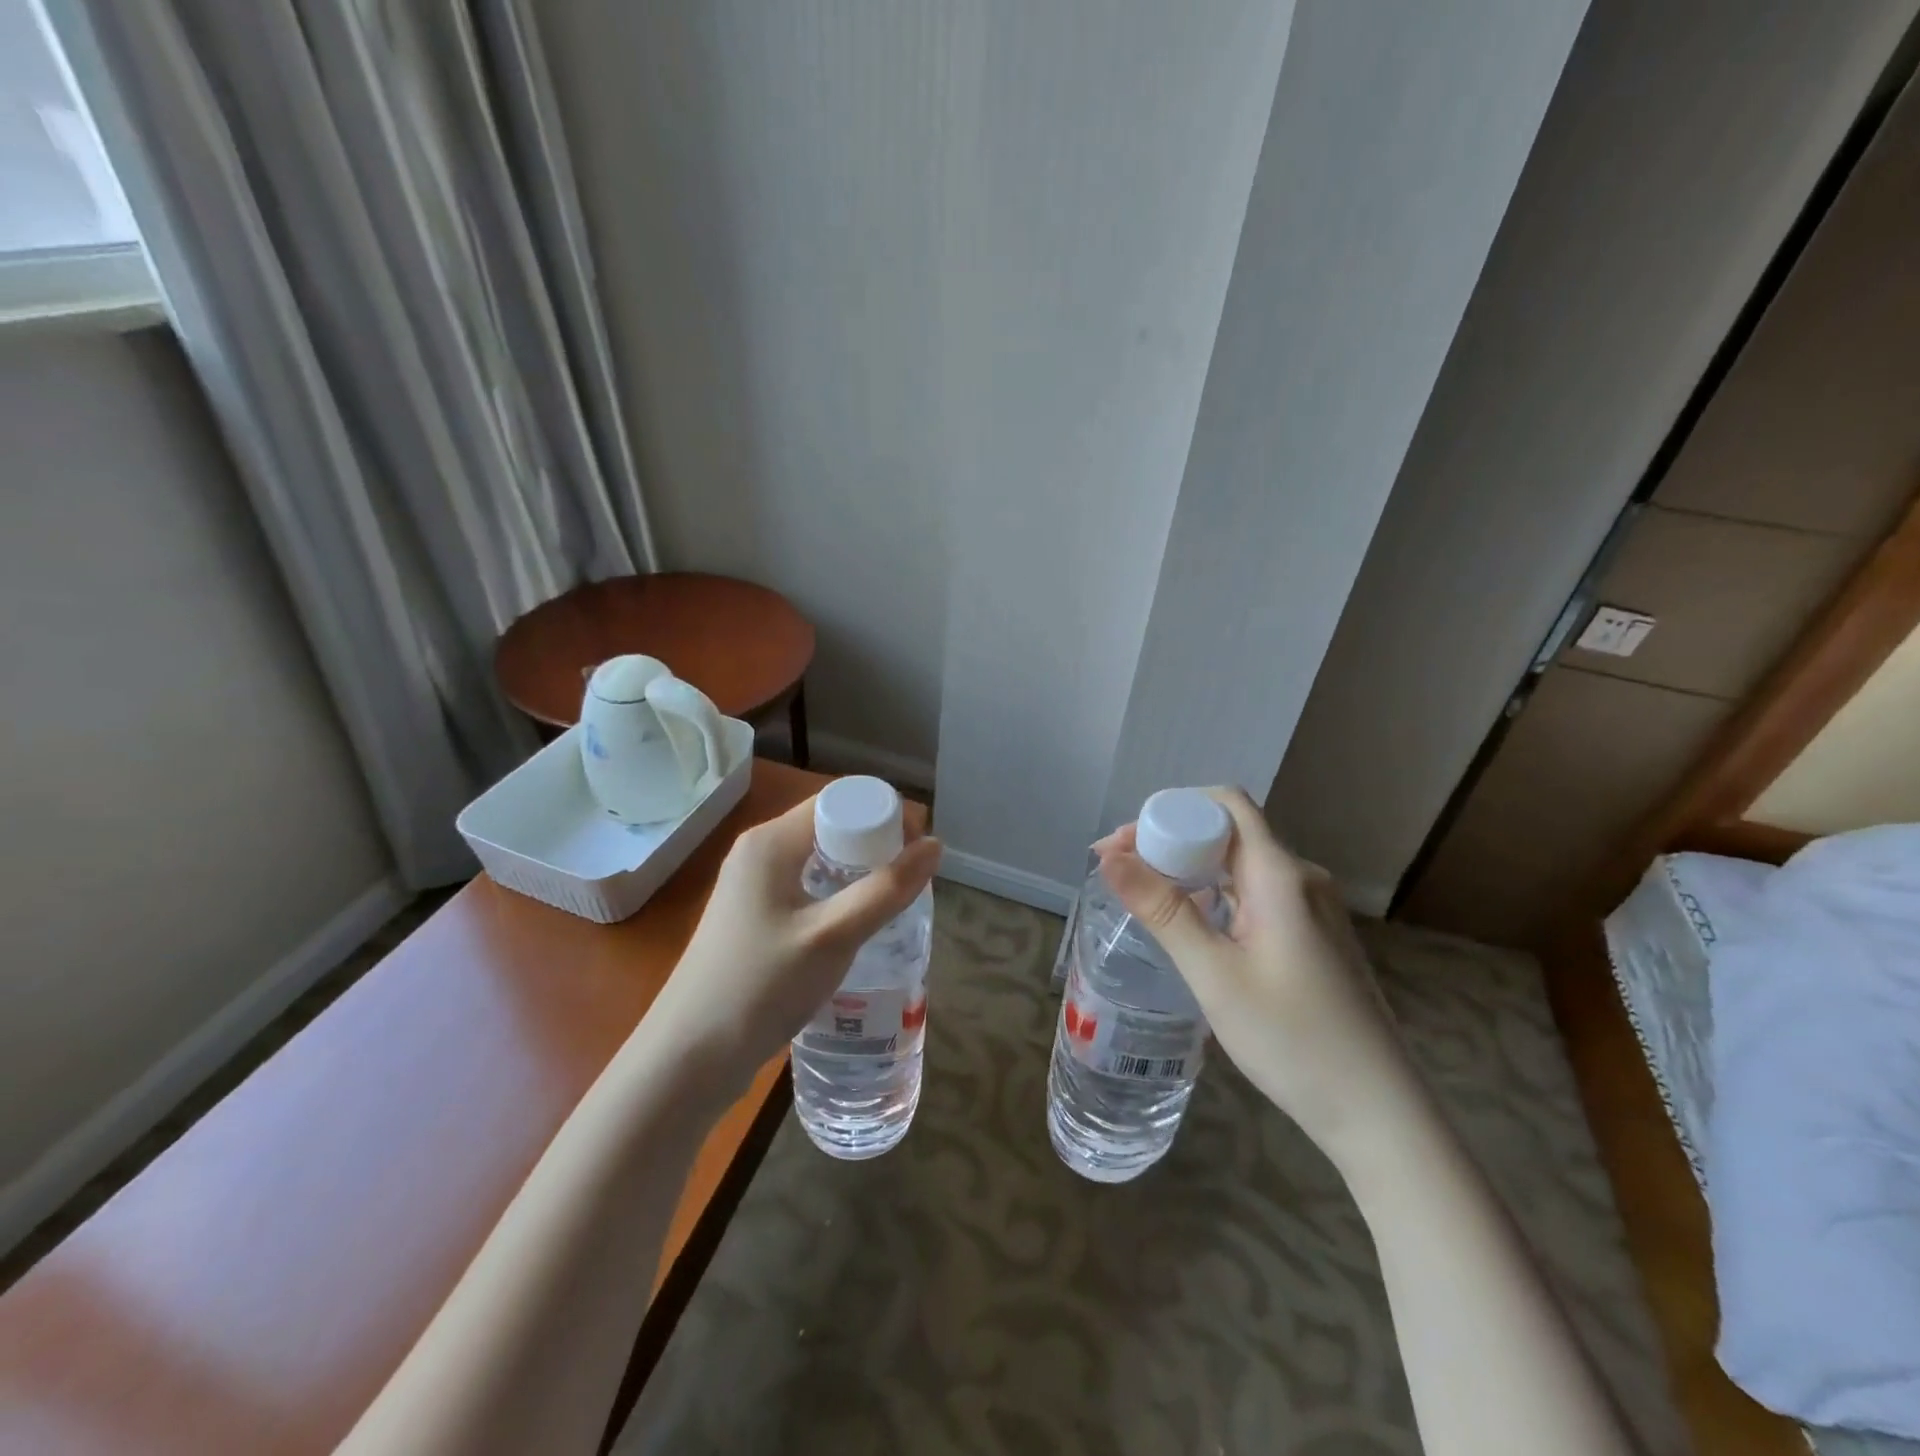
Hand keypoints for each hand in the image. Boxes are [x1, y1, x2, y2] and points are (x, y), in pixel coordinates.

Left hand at [645, 794, 941, 1096]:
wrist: (687, 1058)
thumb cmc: (761, 986)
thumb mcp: (833, 936)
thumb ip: (887, 890)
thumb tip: (936, 846)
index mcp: (771, 841)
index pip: (839, 801)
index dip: (885, 813)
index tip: (921, 845)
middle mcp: (759, 852)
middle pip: (831, 826)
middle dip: (877, 843)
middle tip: (914, 877)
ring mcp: (752, 886)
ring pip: (820, 860)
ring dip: (860, 871)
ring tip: (896, 900)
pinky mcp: (753, 917)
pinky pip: (806, 887)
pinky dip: (838, 894)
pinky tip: (858, 925)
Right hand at [1094, 788, 1421, 1155]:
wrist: (1378, 1112)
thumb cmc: (1292, 1040)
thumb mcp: (1215, 975)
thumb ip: (1162, 911)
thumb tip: (1110, 858)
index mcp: (1281, 876)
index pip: (1225, 805)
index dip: (1171, 810)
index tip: (1124, 842)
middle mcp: (1301, 878)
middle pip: (1229, 831)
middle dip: (1171, 839)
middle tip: (1119, 869)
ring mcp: (1312, 907)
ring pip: (1241, 864)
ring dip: (1191, 868)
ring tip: (1144, 894)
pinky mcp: (1313, 934)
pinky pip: (1256, 893)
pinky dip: (1216, 894)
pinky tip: (1191, 923)